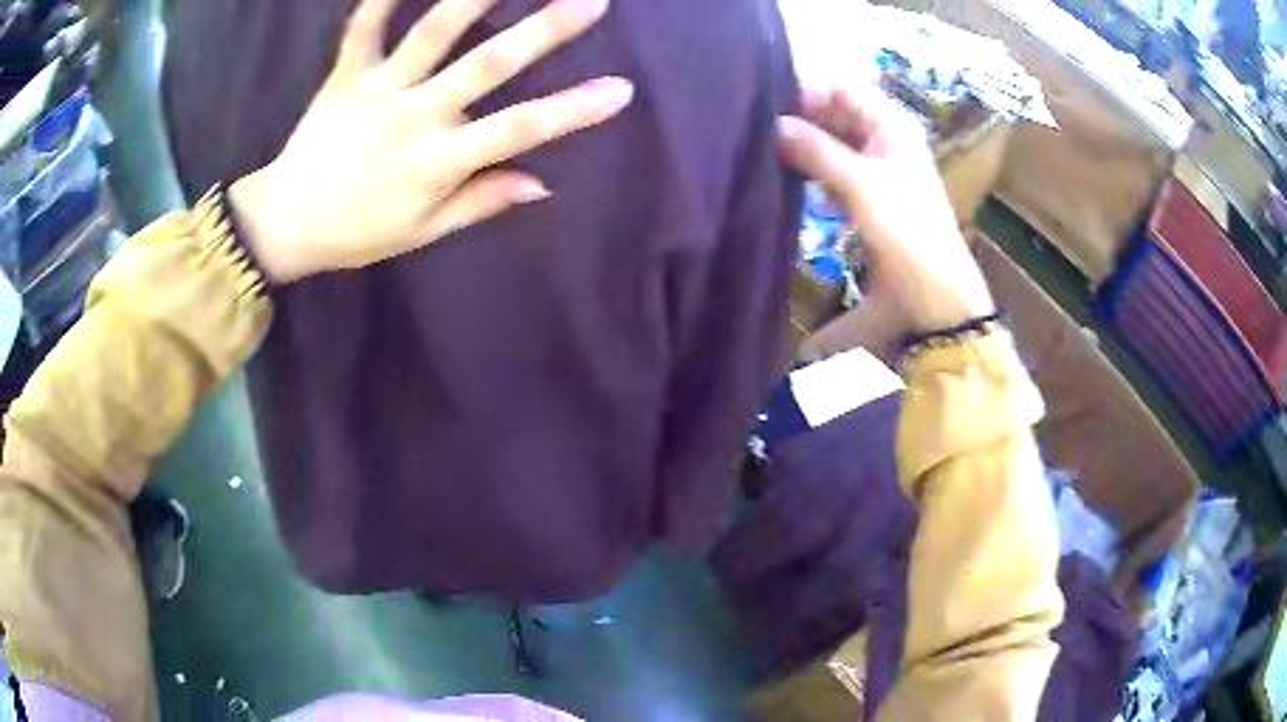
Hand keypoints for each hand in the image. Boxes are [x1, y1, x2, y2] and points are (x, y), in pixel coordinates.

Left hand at [228, 0, 632, 282]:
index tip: (621, 89)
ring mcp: (377, 90)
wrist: (284, 224)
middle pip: (487, 65)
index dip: (573, 110)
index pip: (518, 130)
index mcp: (438, 162)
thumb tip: (542, 183)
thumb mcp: (423, 231)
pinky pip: (363, 29)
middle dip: (544, 30)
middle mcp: (415, 115)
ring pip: (432, 33)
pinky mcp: (344, 76)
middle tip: (591, 2)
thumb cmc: (358, 232)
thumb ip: (480, 201)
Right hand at [778, 84, 993, 336]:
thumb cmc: (905, 227)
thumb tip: (774, 126)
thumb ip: (816, 150)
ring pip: (832, 141)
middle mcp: (884, 136)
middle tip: (761, 131)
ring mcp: (877, 165)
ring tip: (768, 152)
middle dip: (801, 118)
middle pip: (836, 111)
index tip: (771, 107)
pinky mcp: (868, 193)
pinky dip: (814, 170)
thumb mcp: (860, 183)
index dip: (808, 89)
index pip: (843, 86)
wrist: (932, 287)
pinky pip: (834, 168)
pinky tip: (791, 177)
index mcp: (891, 123)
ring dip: (804, 145)